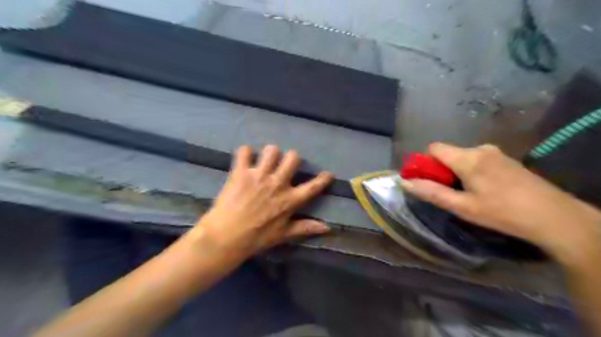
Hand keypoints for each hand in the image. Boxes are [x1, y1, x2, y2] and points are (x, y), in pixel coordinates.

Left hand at [190, 145, 330, 259]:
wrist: (226, 237)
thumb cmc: (256, 238)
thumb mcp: (283, 234)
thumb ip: (305, 228)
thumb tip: (327, 228)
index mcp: (290, 200)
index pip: (312, 187)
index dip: (323, 179)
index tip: (328, 174)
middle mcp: (278, 183)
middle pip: (293, 158)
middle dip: (291, 158)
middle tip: (284, 165)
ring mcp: (259, 175)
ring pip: (272, 150)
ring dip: (270, 153)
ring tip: (265, 160)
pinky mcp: (241, 172)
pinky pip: (244, 151)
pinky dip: (244, 153)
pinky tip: (244, 159)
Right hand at [401, 141, 599, 260]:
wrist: (554, 217)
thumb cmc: (502, 212)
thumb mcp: (462, 206)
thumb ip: (431, 192)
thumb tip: (404, 182)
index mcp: (467, 158)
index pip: (434, 148)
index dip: (425, 162)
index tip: (427, 180)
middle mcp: (480, 149)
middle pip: (448, 153)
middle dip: (441, 170)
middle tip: (449, 193)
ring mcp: (495, 153)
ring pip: (463, 157)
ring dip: (457, 172)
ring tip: (468, 194)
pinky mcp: (506, 159)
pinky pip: (477, 160)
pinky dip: (471, 171)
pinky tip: (484, 190)